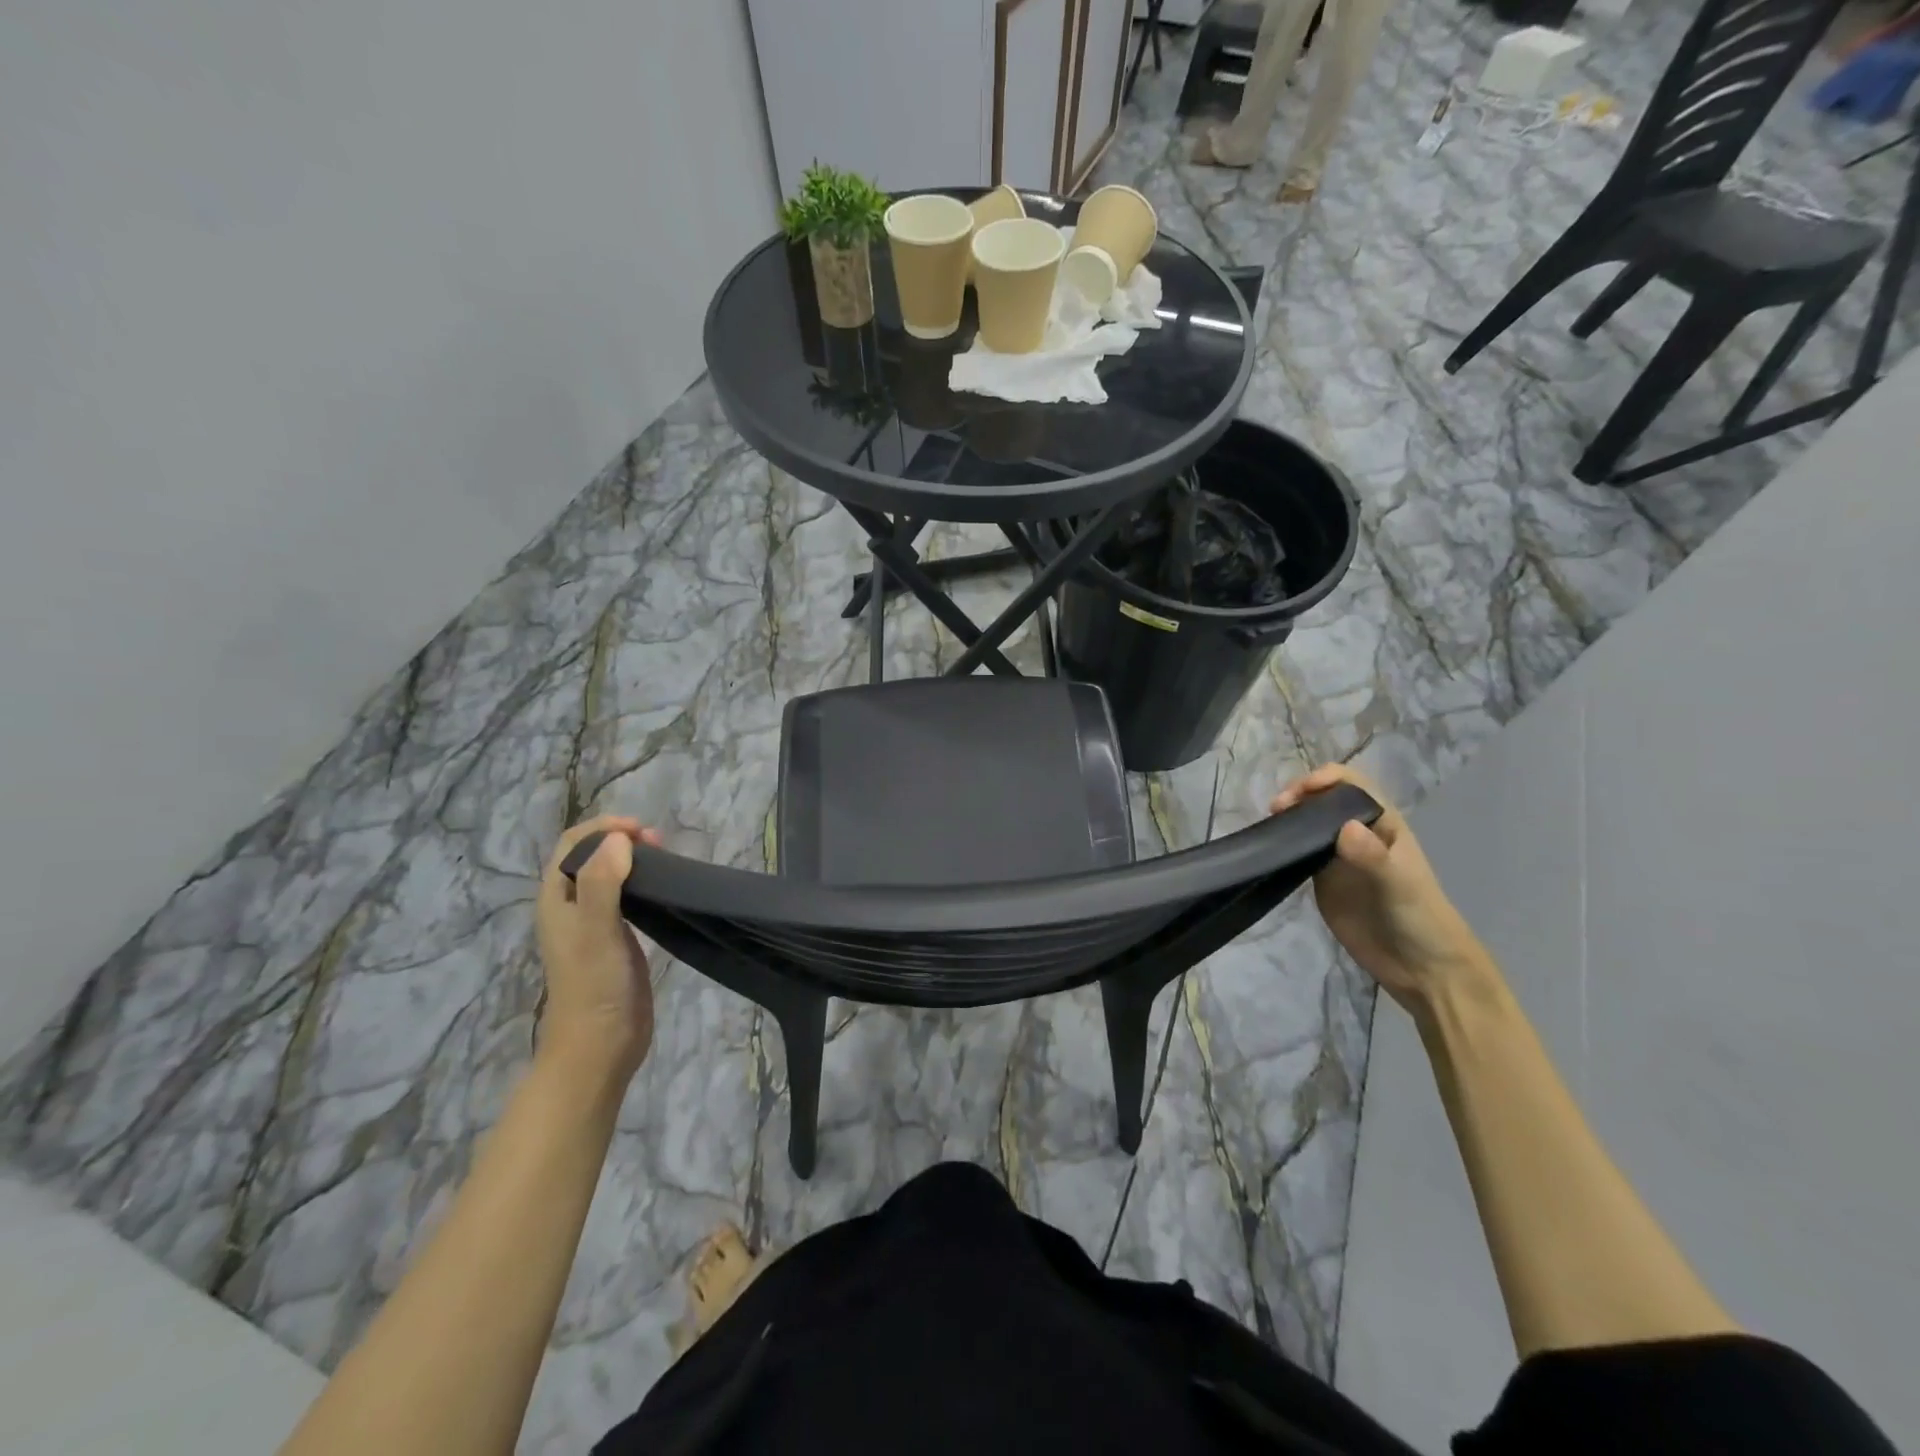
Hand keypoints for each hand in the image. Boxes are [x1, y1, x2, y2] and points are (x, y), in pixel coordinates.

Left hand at [535, 816, 663, 1080]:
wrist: (600, 1046)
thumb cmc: (594, 986)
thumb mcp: (596, 930)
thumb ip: (603, 882)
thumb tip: (618, 839)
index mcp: (556, 899)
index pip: (572, 844)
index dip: (603, 828)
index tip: (641, 832)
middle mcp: (571, 907)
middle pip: (591, 856)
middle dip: (620, 840)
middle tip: (658, 844)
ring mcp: (594, 924)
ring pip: (610, 875)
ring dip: (633, 860)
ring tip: (664, 860)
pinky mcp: (616, 940)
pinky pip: (626, 898)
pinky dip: (643, 883)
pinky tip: (664, 889)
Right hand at [1270, 764, 1494, 1012]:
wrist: (1420, 968)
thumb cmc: (1419, 919)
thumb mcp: (1400, 886)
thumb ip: (1373, 857)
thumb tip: (1344, 827)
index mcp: (1383, 823)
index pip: (1352, 784)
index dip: (1326, 779)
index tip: (1300, 792)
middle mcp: (1358, 833)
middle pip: (1324, 798)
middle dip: (1299, 795)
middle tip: (1276, 811)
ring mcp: (1338, 856)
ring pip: (1309, 823)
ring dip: (1288, 818)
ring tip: (1268, 827)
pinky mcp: (1322, 879)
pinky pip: (1300, 851)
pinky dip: (1283, 844)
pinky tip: (1269, 849)